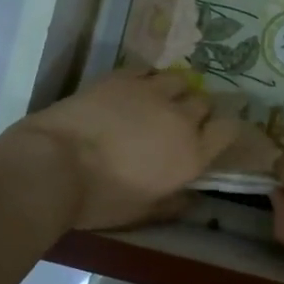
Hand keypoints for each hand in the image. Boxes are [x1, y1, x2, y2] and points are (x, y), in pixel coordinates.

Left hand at [5, 69, 243, 230]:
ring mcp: (151, 92)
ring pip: (179, 79)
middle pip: (204, 102)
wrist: (55, 164)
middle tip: (180, 121)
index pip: (229, 130)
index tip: (215, 135)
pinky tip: (135, 89)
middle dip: (198, 110)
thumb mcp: (141, 213)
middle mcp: (180, 118)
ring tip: (160, 99)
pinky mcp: (122, 77)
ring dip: (175, 90)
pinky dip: (147, 79)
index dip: (226, 129)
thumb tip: (191, 198)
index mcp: (191, 154)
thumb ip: (172, 204)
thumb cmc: (100, 198)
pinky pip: (147, 70)